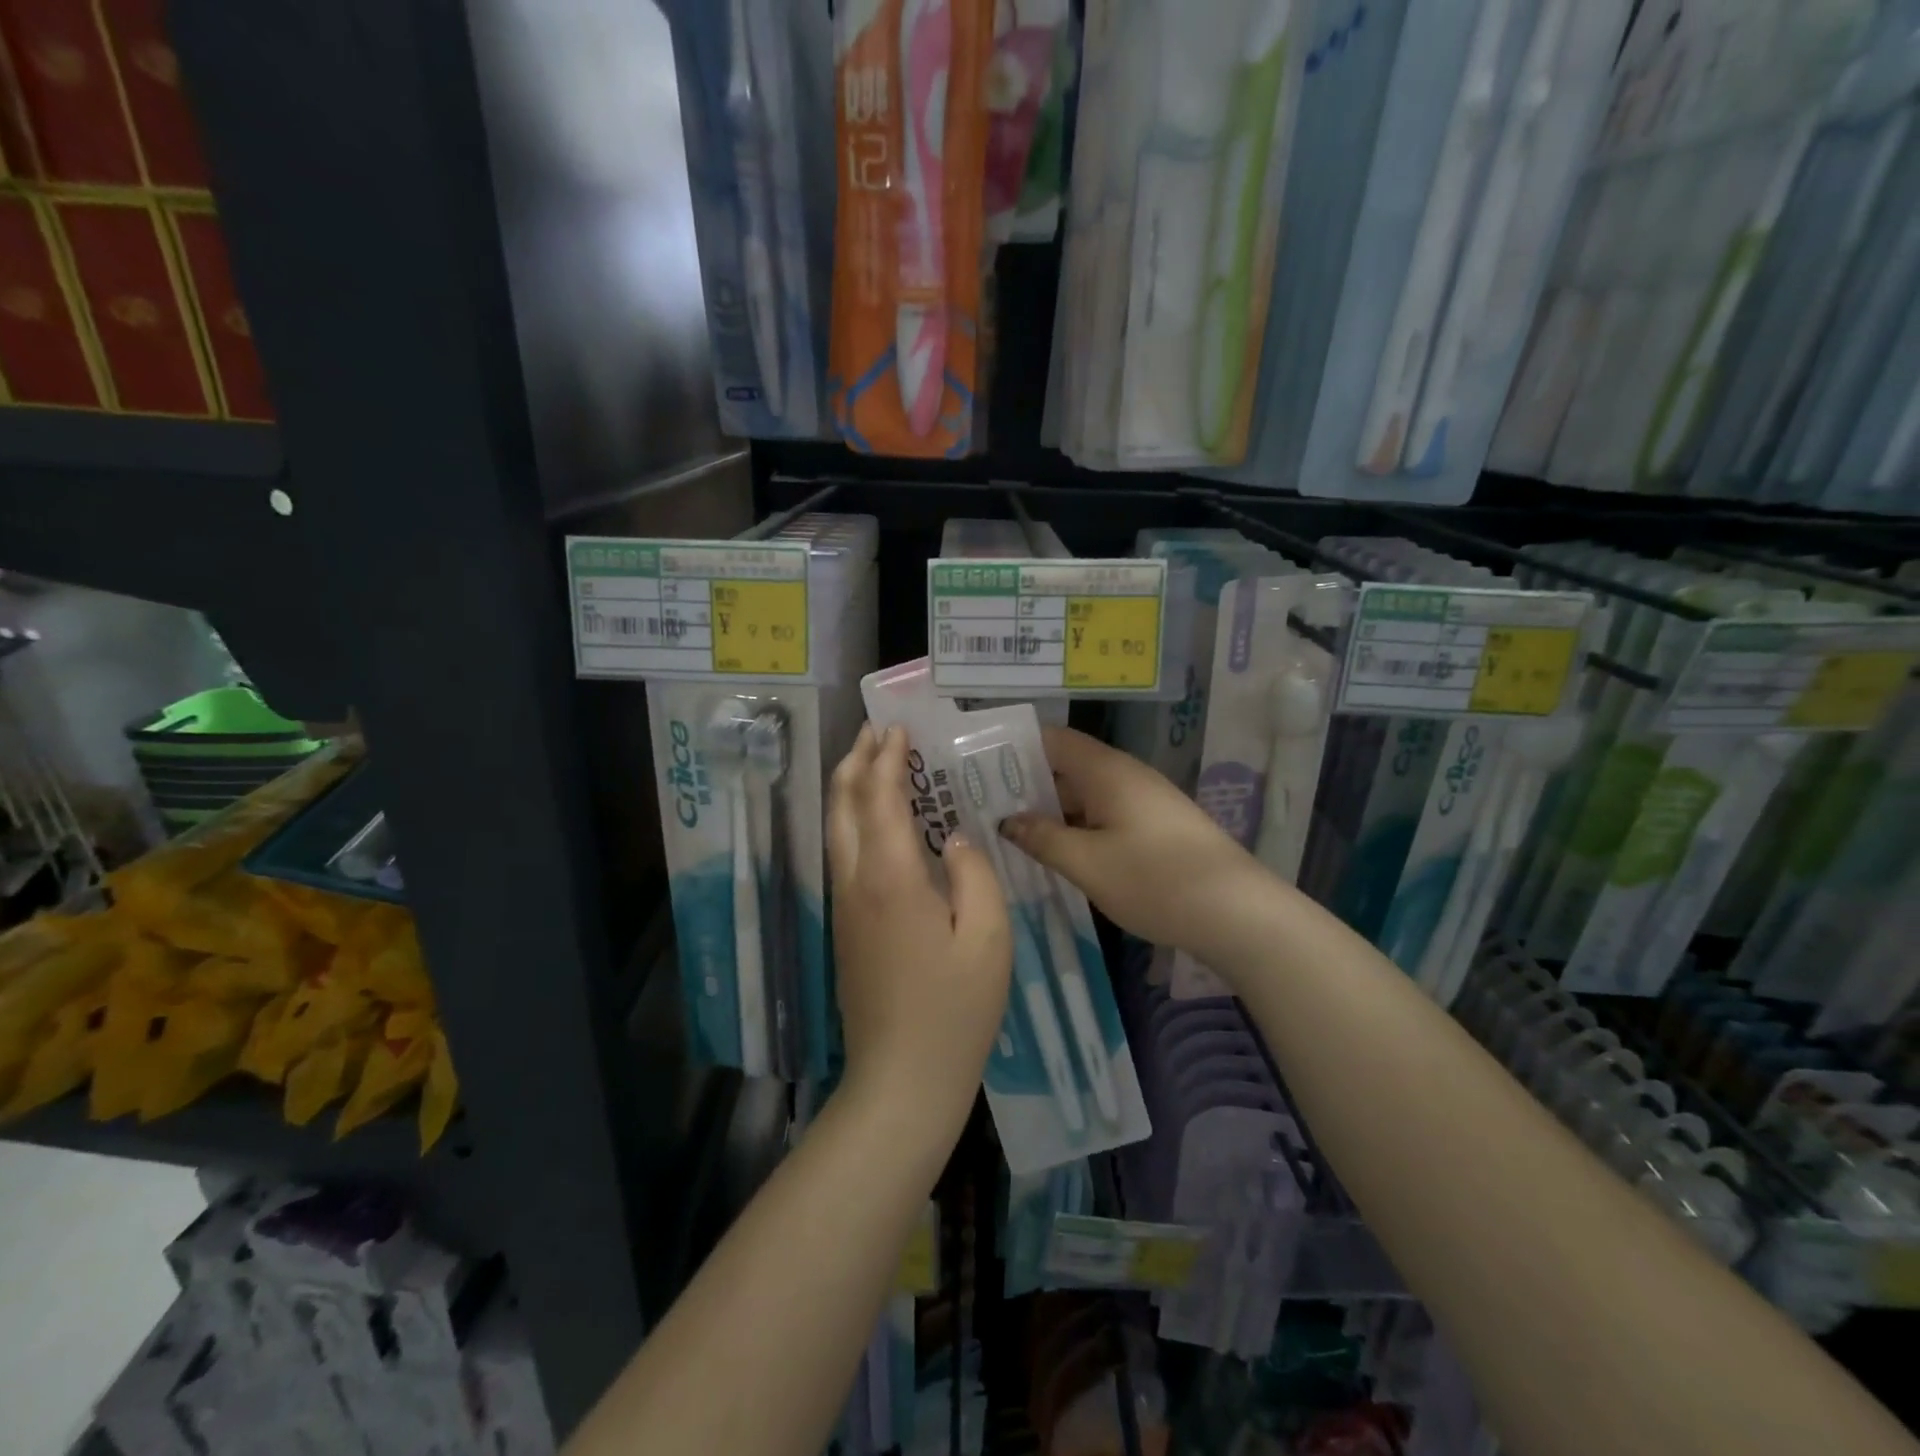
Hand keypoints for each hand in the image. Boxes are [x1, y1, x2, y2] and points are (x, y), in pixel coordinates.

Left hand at [828, 725, 1011, 1138]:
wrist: (902, 1079)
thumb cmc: (955, 1009)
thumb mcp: (987, 937)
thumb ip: (974, 873)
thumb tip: (953, 837)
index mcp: (890, 876)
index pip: (881, 798)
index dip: (888, 759)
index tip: (899, 728)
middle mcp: (855, 881)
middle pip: (843, 805)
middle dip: (856, 761)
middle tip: (875, 731)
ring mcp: (844, 906)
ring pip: (836, 829)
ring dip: (850, 788)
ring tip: (871, 762)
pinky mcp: (845, 927)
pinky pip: (843, 854)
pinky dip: (854, 820)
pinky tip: (877, 822)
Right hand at [1001, 727, 1271, 962]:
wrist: (1238, 912)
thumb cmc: (1155, 879)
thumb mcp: (1087, 863)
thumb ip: (1043, 838)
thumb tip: (1009, 820)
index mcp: (1106, 771)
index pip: (1052, 739)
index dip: (1015, 747)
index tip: (979, 767)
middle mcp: (1125, 775)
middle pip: (1066, 766)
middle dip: (1026, 783)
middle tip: (984, 806)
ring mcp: (1143, 801)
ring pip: (1085, 793)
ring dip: (1051, 809)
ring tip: (1009, 831)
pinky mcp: (1155, 826)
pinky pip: (1104, 814)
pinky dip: (1076, 826)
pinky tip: (1056, 851)